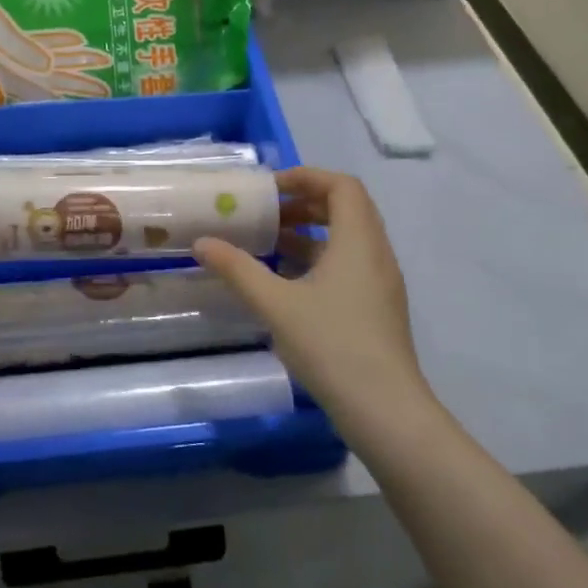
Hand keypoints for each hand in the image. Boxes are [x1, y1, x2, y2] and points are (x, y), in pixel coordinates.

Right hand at [193, 168, 432, 444]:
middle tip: (266, 212)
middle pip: (346, 208)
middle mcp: (376, 254)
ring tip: (269, 243)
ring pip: (347, 239)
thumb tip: (202, 243)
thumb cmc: (332, 346)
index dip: (306, 176)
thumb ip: (238, 270)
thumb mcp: (276, 304)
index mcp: (358, 241)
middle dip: (304, 203)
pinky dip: (318, 259)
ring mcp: (380, 283)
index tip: (269, 188)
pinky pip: (348, 264)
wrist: (386, 411)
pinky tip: (286, 282)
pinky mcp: (377, 308)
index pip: (342, 185)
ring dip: (310, 232)